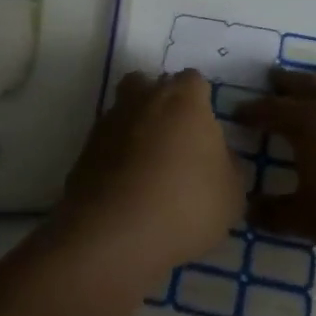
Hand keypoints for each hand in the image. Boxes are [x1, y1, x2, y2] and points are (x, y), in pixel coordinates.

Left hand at [57, 69, 243, 275]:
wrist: (115, 235)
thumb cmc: (186, 205)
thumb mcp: (232, 194)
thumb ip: (229, 167)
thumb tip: (218, 157)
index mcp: (183, 100)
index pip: (193, 81)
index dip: (200, 101)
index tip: (205, 130)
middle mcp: (143, 99)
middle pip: (150, 85)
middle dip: (161, 104)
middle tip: (175, 141)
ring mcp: (108, 124)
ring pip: (124, 112)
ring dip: (135, 129)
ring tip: (149, 168)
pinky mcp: (84, 152)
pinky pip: (106, 145)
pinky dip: (115, 158)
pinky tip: (128, 189)